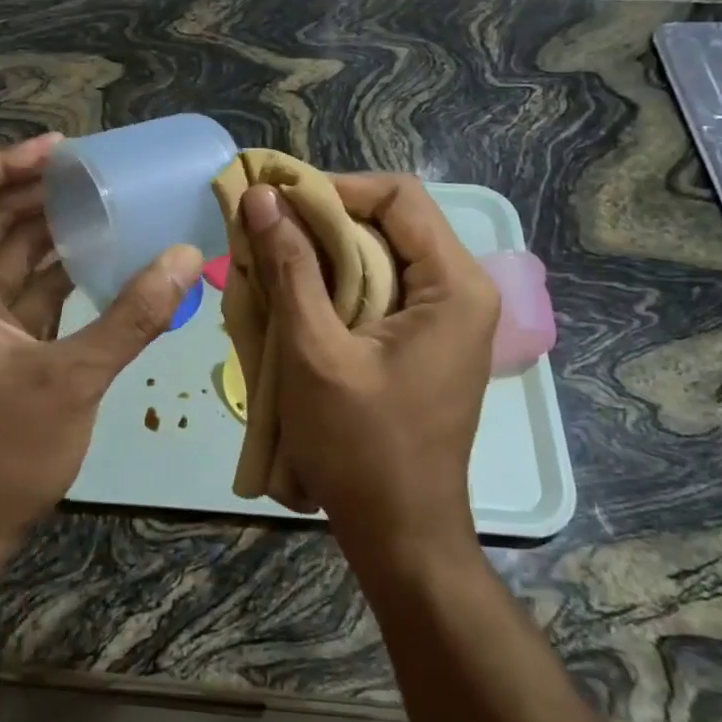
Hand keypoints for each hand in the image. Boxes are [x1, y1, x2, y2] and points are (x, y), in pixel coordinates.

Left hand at [0, 134, 203, 553]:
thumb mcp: (71, 380)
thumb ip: (132, 316)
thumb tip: (189, 256)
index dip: (1, 160)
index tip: (61, 156)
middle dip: (37, 188)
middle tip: (101, 173)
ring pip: (5, 247)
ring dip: (50, 224)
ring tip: (109, 202)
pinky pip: (22, 284)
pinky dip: (56, 267)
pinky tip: (102, 255)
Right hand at [241, 174, 499, 565]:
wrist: (400, 533)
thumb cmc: (360, 446)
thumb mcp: (315, 351)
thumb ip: (290, 268)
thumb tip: (260, 198)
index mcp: (454, 285)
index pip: (398, 196)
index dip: (334, 187)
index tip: (275, 201)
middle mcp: (461, 290)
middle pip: (389, 222)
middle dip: (321, 220)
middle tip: (261, 230)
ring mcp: (446, 319)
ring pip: (380, 255)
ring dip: (323, 254)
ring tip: (268, 261)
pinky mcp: (425, 341)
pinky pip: (379, 290)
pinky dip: (335, 284)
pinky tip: (293, 298)